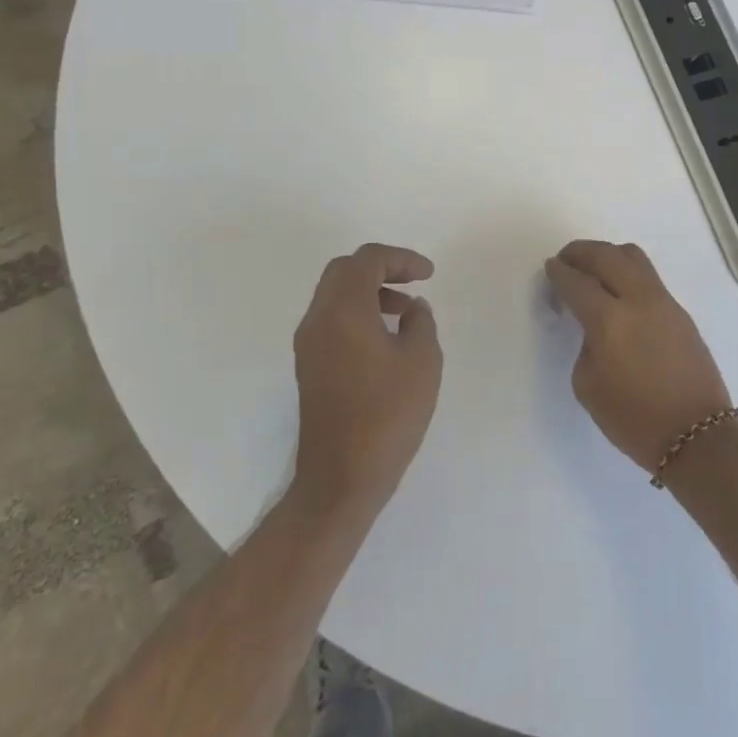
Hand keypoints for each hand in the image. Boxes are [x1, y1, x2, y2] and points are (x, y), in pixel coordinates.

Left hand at [291, 244, 442, 513]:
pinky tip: (386, 338)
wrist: (342, 477)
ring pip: (335, 295)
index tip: (429, 275)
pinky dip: (357, 313)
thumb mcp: (422, 362)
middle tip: (413, 282)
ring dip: (369, 291)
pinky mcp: (309, 366)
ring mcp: (308, 344)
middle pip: (344, 271)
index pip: (367, 260)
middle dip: (381, 268)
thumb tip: (412, 308)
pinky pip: (331, 320)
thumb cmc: (388, 415)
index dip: (401, 258)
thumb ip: (421, 323)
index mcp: (343, 311)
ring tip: (405, 312)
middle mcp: (318, 319)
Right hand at [544, 240, 733, 473]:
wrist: (697, 436)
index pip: (577, 282)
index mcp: (610, 320)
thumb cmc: (634, 419)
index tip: (551, 268)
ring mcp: (664, 302)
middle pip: (606, 255)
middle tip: (566, 260)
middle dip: (581, 252)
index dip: (559, 273)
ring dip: (608, 256)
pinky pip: (648, 277)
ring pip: (633, 257)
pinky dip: (627, 273)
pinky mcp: (680, 312)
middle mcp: (638, 300)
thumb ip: (585, 344)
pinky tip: (618, 294)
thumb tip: (594, 326)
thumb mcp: (589, 386)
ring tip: (593, 271)